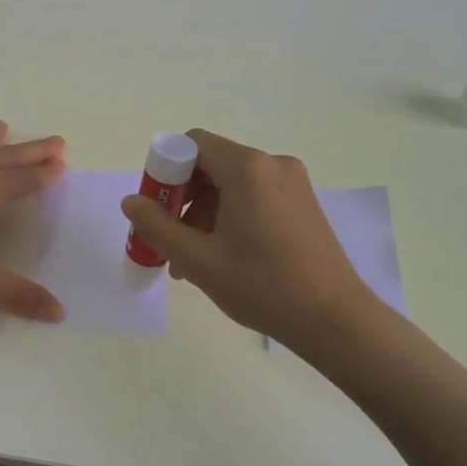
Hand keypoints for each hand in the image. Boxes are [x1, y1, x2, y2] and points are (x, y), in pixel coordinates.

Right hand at [120, 129, 377, 352]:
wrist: (336, 321)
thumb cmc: (263, 286)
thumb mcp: (199, 260)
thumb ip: (157, 226)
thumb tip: (130, 201)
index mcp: (248, 167)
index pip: (192, 144)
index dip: (165, 170)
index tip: (156, 207)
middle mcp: (272, 164)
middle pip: (211, 164)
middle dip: (183, 197)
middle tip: (169, 238)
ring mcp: (293, 183)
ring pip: (231, 183)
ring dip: (204, 212)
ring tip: (192, 259)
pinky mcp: (303, 203)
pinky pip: (254, 196)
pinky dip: (230, 216)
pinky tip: (222, 256)